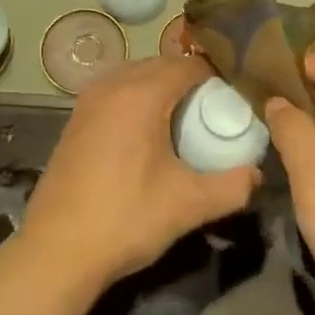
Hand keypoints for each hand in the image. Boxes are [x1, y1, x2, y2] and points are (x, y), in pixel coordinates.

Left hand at [19, 56, 259, 290]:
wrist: (56, 251)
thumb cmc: (126, 219)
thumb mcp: (188, 205)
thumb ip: (231, 187)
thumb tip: (257, 174)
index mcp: (140, 94)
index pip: (188, 65)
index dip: (216, 76)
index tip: (235, 97)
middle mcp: (112, 85)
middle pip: (161, 64)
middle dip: (190, 80)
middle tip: (214, 109)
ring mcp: (88, 100)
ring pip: (135, 75)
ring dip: (161, 87)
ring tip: (184, 119)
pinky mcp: (75, 118)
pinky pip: (116, 91)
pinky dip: (137, 98)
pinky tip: (147, 133)